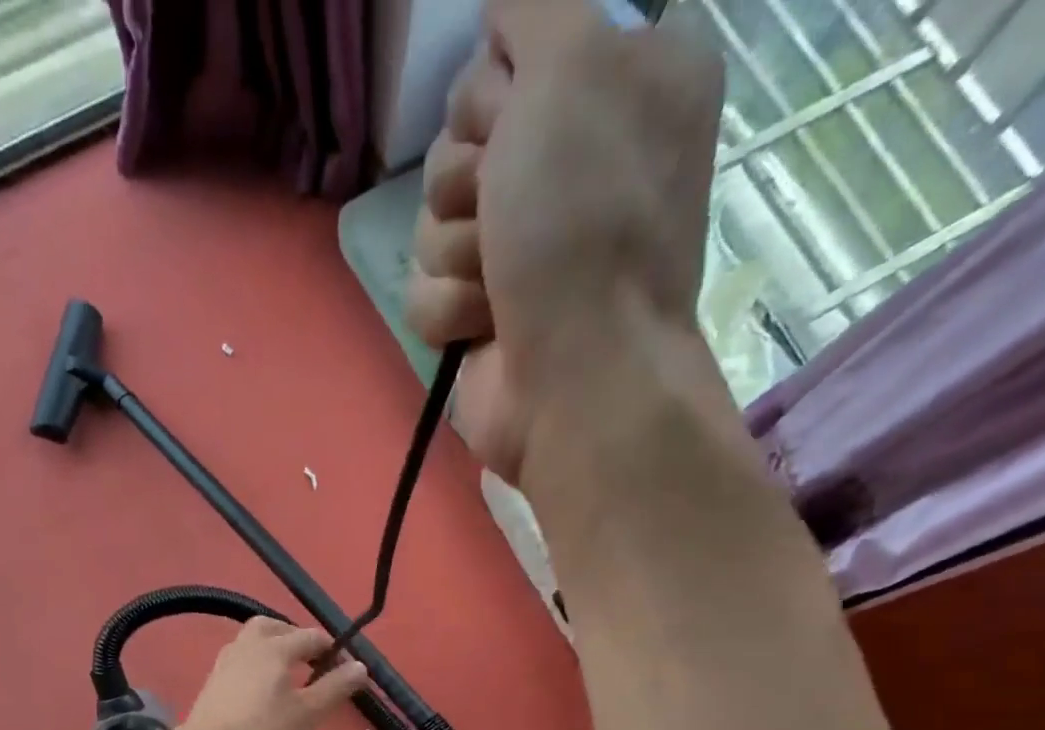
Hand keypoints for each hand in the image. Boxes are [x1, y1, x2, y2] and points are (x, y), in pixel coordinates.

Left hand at [177, 619, 369, 729]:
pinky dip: (257, 664)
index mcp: (274, 647)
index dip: (333, 650)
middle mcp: (247, 645)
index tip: (346, 670)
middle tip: (311, 661)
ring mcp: (225, 661)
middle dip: (296, 638)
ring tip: (288, 674)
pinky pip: (241, 659)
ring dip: (274, 648)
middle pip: (274, 627)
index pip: (312, 636)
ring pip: (253, 641)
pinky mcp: (213, 680)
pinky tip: (262, 688)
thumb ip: (335, 687)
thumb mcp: (308, 713)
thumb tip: (360, 665)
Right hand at [405, 0, 724, 485]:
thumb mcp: (574, 62)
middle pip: (461, 133)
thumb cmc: (586, 222)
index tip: (518, 111)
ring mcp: (523, 246)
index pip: (514, 42)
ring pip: (434, 216)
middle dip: (468, 173)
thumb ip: (534, 1)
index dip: (499, 79)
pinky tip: (486, 324)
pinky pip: (425, 286)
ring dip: (456, 248)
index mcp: (619, 82)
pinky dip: (449, 307)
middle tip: (504, 207)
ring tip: (500, 280)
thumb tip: (499, 12)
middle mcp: (569, 161)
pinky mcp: (482, 310)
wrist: (577, 377)